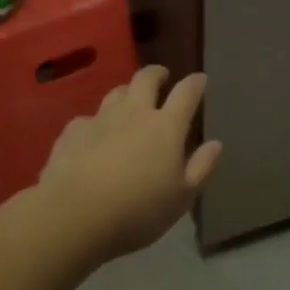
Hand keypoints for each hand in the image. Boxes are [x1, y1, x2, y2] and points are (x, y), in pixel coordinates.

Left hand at [36, 66, 222, 261]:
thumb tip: (216, 143)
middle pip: (146, 79)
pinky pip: (88, 119)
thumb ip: (201, 167)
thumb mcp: (181, 198)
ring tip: (130, 102)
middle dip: (157, 74)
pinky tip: (94, 137)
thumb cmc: (137, 210)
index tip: (200, 79)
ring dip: (127, 93)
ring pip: (117, 93)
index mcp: (166, 127)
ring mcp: (100, 118)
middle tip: (162, 77)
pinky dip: (96, 123)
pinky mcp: (73, 131)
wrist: (74, 215)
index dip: (195, 83)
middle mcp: (134, 113)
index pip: (186, 93)